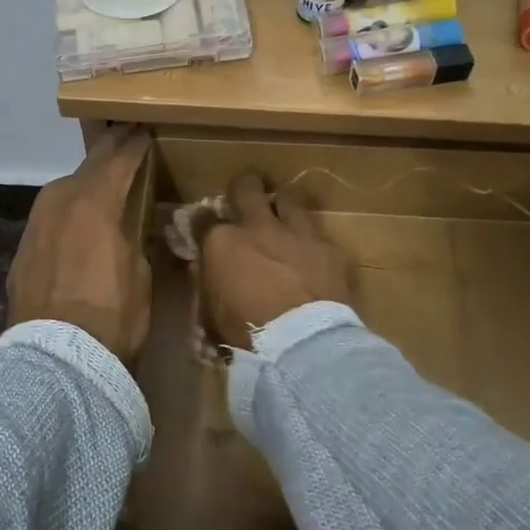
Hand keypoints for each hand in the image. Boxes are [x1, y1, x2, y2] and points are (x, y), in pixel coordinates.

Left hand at [7, 126, 153, 363]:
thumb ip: (132, 237)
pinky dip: (65, 211)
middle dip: (107, 153)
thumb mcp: (140, 273)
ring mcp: (35, 225)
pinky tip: (74, 221)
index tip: (143, 131)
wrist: (56, 358)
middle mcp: (60, 203)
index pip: (119, 161)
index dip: (134, 145)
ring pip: (62, 190)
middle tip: (124, 139)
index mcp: (95, 203)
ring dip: (83, 181)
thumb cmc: (112, 316)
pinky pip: (49, 218)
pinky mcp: (22, 250)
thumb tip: (127, 227)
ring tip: (100, 179)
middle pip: (87, 167)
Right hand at [200, 172, 350, 348]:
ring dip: (283, 205)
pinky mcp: (328, 248)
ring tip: (283, 217)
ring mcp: (296, 233)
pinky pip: (318, 234)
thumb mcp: (212, 313)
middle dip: (244, 188)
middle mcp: (257, 226)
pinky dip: (312, 242)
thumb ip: (209, 283)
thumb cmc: (246, 333)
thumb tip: (208, 271)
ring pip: (288, 198)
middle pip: (246, 187)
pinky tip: (313, 255)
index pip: (202, 219)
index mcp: (222, 242)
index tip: (204, 228)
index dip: (202, 222)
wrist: (302, 341)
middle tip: (245, 197)